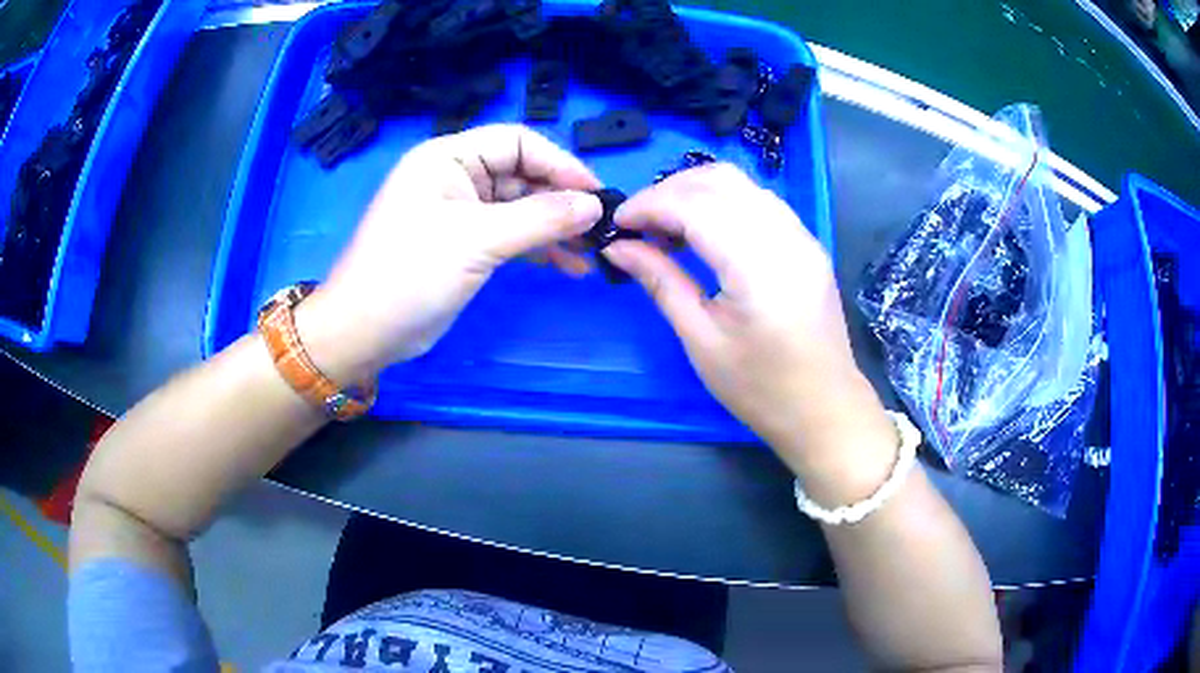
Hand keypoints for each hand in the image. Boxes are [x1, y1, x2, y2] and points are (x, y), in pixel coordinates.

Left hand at [297, 125, 601, 383]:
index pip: (518, 142)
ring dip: (555, 228)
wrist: (364, 333)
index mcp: (449, 157)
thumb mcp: (476, 240)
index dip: (559, 163)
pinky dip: (538, 249)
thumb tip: (594, 206)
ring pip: (521, 209)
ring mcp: (461, 213)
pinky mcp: (465, 246)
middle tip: (600, 228)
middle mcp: (457, 177)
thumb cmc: (409, 274)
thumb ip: (540, 218)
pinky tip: (569, 266)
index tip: (596, 193)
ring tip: (592, 251)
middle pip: (522, 175)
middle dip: (561, 200)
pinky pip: (511, 237)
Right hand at [604, 164, 894, 482]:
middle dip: (669, 190)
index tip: (616, 223)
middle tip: (639, 224)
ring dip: (696, 192)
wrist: (825, 409)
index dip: (649, 205)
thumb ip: (661, 282)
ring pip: (741, 184)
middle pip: (718, 180)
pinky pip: (759, 201)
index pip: (694, 205)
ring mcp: (802, 236)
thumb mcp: (701, 340)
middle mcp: (784, 236)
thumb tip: (617, 246)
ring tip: (667, 228)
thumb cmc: (760, 388)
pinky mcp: (807, 243)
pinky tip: (705, 232)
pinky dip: (724, 203)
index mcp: (757, 265)